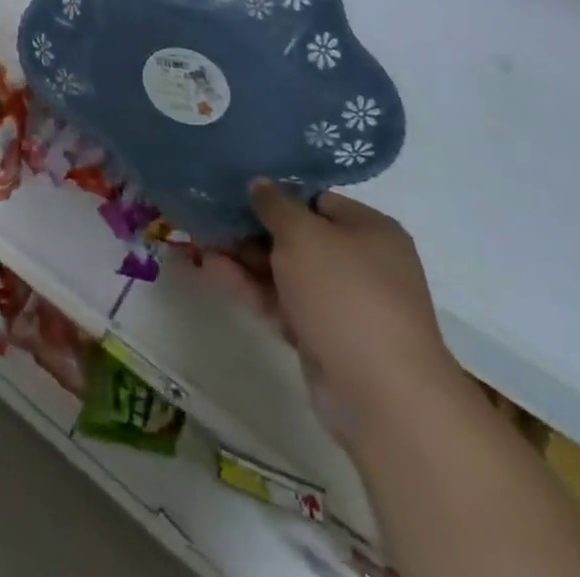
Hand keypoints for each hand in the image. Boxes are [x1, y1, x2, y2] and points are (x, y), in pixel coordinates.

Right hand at [204, 181, 462, 453]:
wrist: (381, 395)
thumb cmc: (346, 294)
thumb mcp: (303, 234)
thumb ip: (275, 205)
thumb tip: (260, 184)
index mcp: (369, 231)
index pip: (316, 200)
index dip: (276, 195)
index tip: (236, 191)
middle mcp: (359, 263)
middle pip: (295, 236)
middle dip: (250, 230)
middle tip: (209, 218)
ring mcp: (341, 304)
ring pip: (283, 271)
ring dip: (242, 259)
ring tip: (198, 243)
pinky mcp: (322, 337)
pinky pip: (280, 302)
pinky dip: (248, 288)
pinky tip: (209, 272)